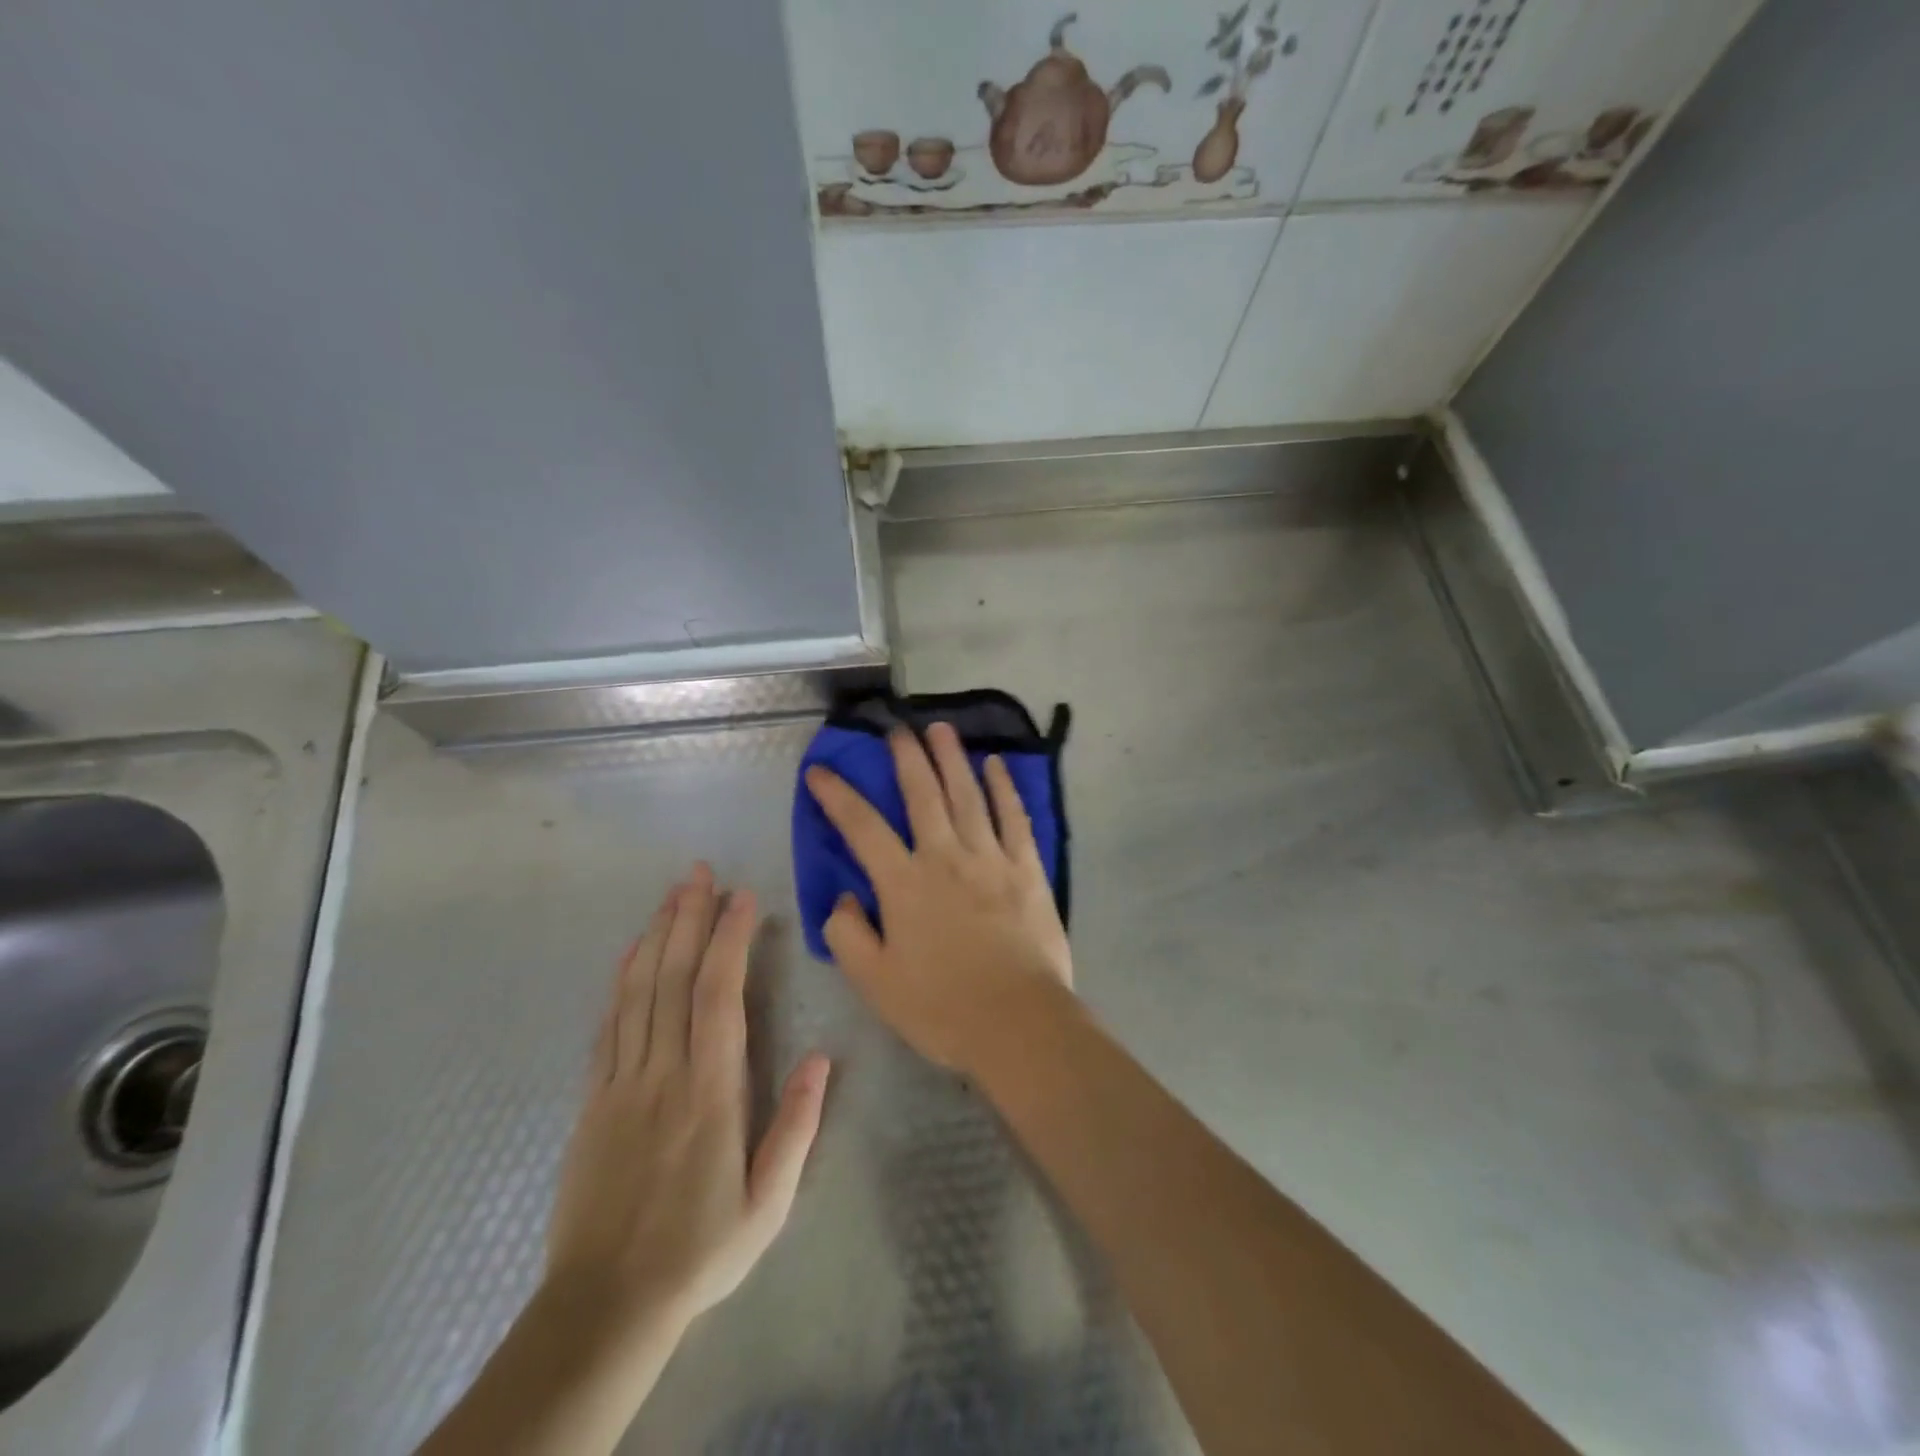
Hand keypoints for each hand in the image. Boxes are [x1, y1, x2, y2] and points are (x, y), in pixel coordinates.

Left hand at [544, 864, 830, 1343]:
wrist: (604, 1306)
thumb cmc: (700, 1250)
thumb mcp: (769, 1203)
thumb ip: (797, 1126)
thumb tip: (822, 1056)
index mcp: (711, 1093)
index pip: (719, 997)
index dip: (730, 941)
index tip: (742, 898)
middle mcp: (664, 1074)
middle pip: (674, 979)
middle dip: (689, 918)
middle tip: (700, 872)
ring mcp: (622, 1083)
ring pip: (639, 992)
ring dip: (657, 935)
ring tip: (673, 893)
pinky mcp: (594, 1099)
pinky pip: (608, 1025)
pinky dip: (620, 980)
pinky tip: (631, 950)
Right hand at [805, 722, 1072, 1072]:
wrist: (1018, 1023)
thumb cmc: (942, 1008)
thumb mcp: (876, 983)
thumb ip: (849, 936)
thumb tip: (847, 898)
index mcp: (904, 884)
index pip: (862, 827)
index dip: (837, 795)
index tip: (820, 770)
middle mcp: (945, 857)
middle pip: (922, 794)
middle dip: (906, 757)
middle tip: (896, 729)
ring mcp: (990, 858)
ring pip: (968, 794)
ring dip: (952, 758)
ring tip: (941, 729)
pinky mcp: (1027, 868)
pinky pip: (1014, 817)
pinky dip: (1004, 788)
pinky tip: (996, 765)